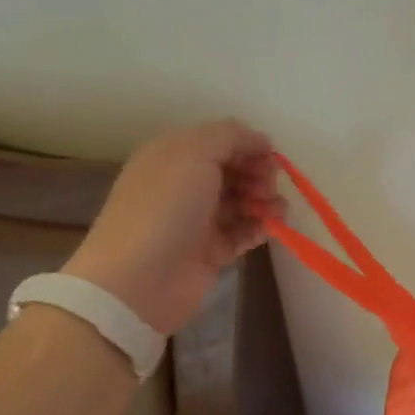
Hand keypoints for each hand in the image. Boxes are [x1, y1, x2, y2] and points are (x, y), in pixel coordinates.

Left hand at [64, 120, 286, 334]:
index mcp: (174, 155)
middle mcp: (184, 183)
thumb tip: (260, 140)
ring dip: (264, 201)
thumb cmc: (165, 207)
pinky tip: (269, 228)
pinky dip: (259, 227)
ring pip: (241, 200)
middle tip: (268, 189)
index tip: (270, 159)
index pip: (222, 141)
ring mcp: (197, 219)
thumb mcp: (194, 153)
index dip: (249, 146)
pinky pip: (242, 232)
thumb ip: (231, 135)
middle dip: (259, 174)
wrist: (139, 280)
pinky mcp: (209, 251)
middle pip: (234, 170)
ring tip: (276, 211)